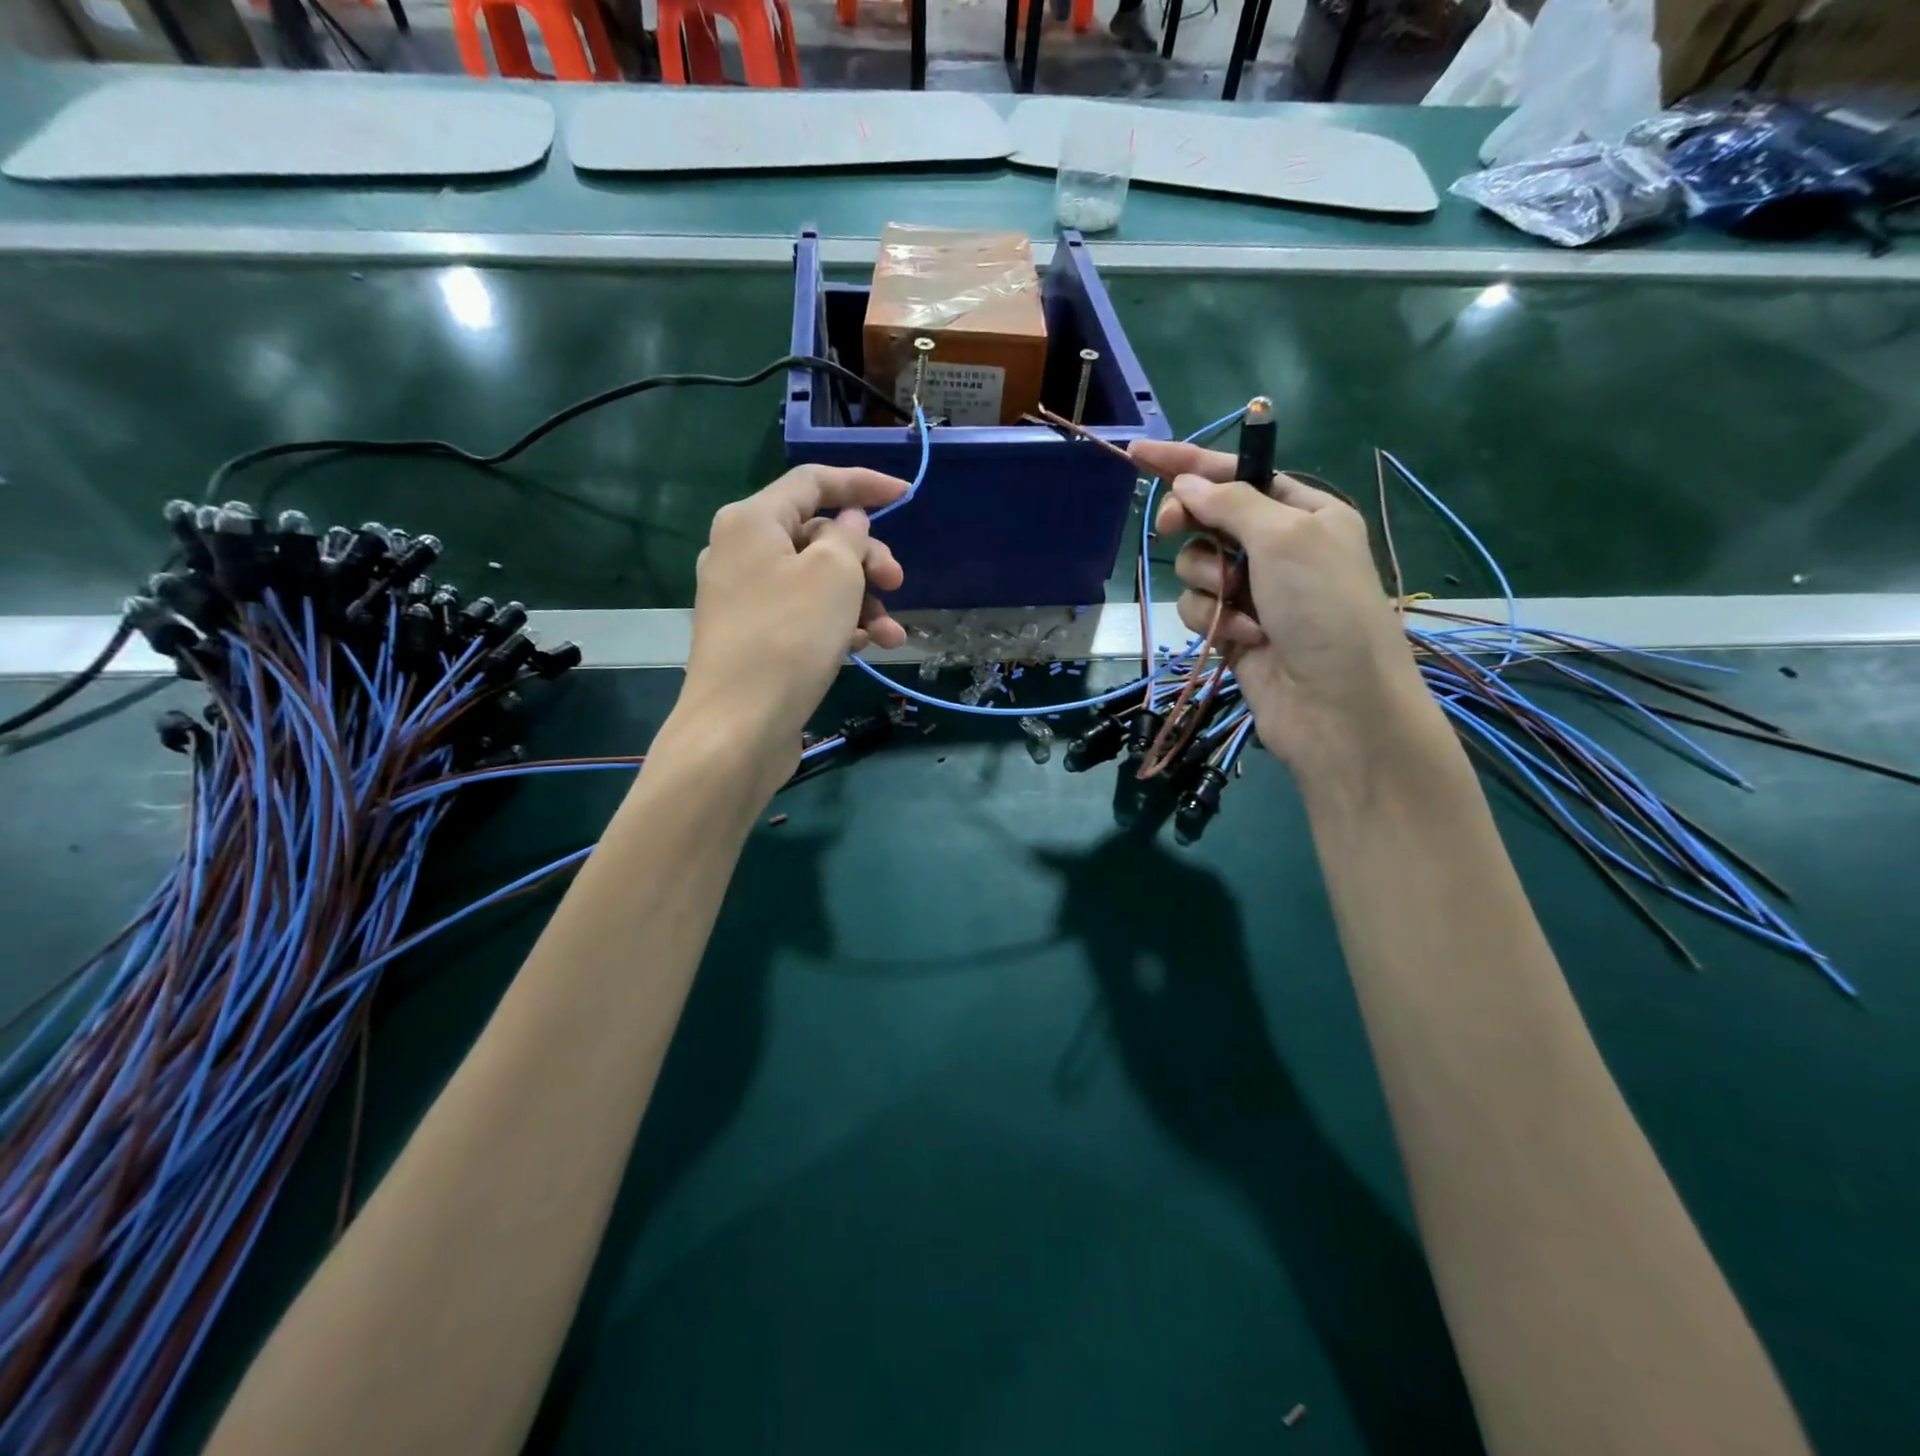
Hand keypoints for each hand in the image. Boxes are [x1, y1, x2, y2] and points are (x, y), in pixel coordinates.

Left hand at [672, 465, 908, 796]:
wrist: (738, 728)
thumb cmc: (789, 638)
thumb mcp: (834, 574)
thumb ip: (850, 537)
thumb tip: (849, 525)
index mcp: (751, 521)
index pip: (813, 482)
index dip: (863, 483)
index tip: (906, 496)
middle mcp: (740, 552)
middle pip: (817, 536)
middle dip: (866, 558)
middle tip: (897, 584)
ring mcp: (744, 599)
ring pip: (816, 582)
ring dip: (861, 602)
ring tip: (892, 636)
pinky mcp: (753, 639)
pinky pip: (804, 615)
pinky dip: (837, 625)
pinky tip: (865, 648)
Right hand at [1130, 440, 1435, 784]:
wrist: (1337, 705)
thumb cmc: (1324, 607)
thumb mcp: (1286, 537)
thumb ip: (1232, 503)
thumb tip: (1187, 484)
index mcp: (1304, 512)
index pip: (1236, 474)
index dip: (1187, 462)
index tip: (1138, 453)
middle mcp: (1277, 548)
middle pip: (1208, 519)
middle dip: (1191, 525)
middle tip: (1171, 527)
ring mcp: (1253, 591)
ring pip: (1196, 567)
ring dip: (1208, 581)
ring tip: (1236, 603)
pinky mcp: (1232, 630)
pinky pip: (1197, 608)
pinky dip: (1212, 619)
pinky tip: (1240, 637)